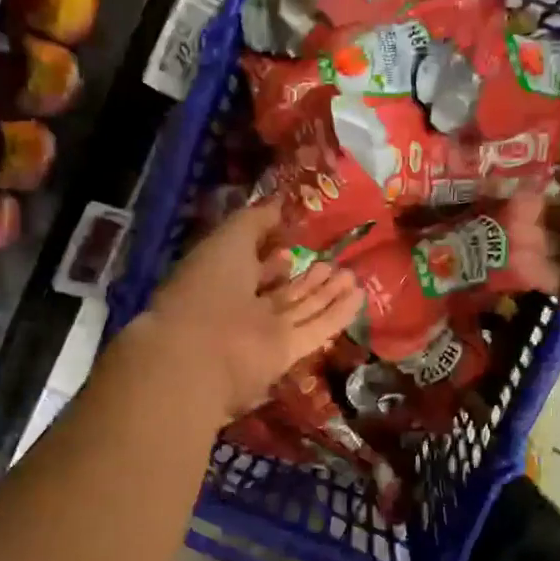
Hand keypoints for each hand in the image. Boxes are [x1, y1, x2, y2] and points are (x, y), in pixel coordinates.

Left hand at [142, 202, 362, 418]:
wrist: (201, 349)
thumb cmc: (208, 285)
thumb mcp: (230, 239)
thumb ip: (255, 221)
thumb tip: (278, 206)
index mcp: (219, 281)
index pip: (250, 268)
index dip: (271, 258)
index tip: (294, 245)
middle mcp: (242, 308)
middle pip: (280, 292)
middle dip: (307, 278)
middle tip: (334, 262)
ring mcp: (264, 333)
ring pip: (300, 310)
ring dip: (326, 293)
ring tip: (351, 275)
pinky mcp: (285, 354)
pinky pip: (315, 330)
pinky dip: (336, 315)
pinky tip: (358, 296)